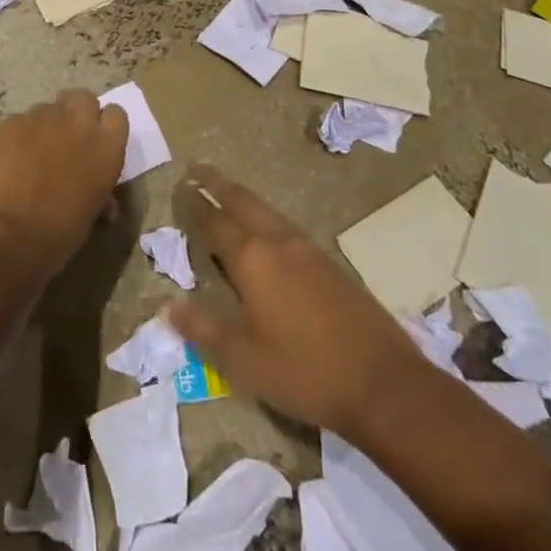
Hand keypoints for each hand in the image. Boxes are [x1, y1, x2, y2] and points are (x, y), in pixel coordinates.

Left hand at [0, 90, 127, 285]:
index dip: (104, 125)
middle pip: (83, 98)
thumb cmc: (54, 238)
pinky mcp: (9, 123)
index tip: (95, 141)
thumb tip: (104, 201)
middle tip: (64, 139)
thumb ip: (98, 193)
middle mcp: (77, 125)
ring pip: (47, 109)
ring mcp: (40, 119)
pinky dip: (16, 137)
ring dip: (44, 126)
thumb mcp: (89, 217)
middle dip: (75, 112)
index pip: (116, 115)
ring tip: (30, 155)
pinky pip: (18, 122)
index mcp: (105, 150)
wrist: (2, 237)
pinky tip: (6, 162)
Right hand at [167, 162, 431, 438]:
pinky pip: (286, 225)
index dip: (195, 205)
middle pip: (242, 201)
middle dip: (217, 183)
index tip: (180, 187)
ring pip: (267, 210)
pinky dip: (266, 216)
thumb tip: (167, 305)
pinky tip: (268, 229)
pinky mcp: (330, 264)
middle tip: (198, 167)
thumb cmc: (304, 371)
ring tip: (228, 190)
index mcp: (251, 258)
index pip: (214, 221)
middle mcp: (277, 242)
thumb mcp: (243, 360)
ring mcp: (307, 250)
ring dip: (243, 197)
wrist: (383, 383)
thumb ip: (203, 329)